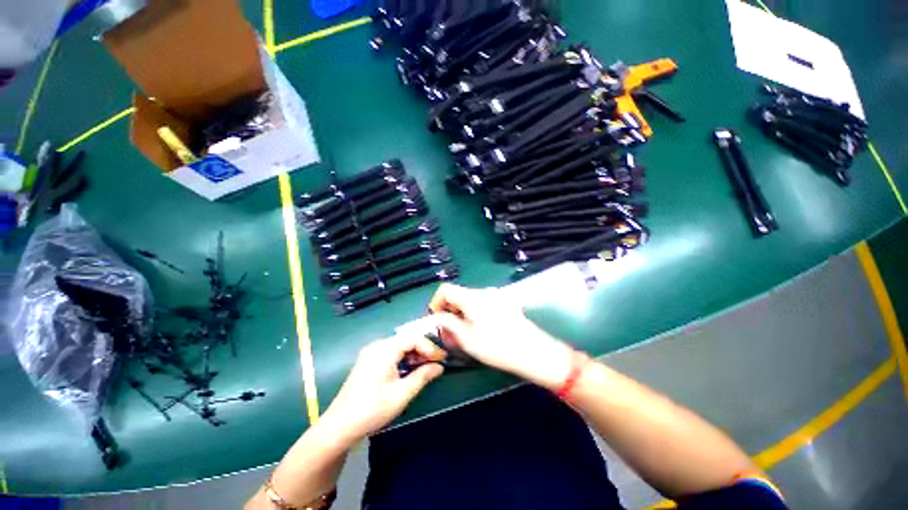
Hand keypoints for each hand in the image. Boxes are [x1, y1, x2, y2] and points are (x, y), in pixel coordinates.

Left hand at [321, 334, 445, 442]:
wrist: (339, 427)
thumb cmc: (372, 410)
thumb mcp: (401, 395)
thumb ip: (422, 376)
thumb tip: (440, 366)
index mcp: (384, 350)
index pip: (413, 338)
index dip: (430, 346)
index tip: (442, 358)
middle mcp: (377, 345)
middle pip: (406, 339)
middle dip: (423, 349)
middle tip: (436, 362)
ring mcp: (371, 352)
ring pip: (399, 345)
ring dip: (414, 354)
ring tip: (426, 367)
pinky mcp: (368, 360)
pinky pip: (391, 352)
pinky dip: (404, 357)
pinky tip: (410, 369)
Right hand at [427, 283, 574, 388]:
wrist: (533, 351)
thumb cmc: (497, 347)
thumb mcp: (467, 338)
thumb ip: (448, 324)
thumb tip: (438, 317)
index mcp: (471, 297)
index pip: (445, 289)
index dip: (436, 302)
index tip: (437, 319)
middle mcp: (483, 291)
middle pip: (458, 294)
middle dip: (449, 310)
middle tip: (449, 331)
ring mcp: (496, 295)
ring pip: (470, 299)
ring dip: (462, 313)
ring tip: (463, 333)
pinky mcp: (504, 302)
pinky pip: (482, 302)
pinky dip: (474, 312)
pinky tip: (479, 329)